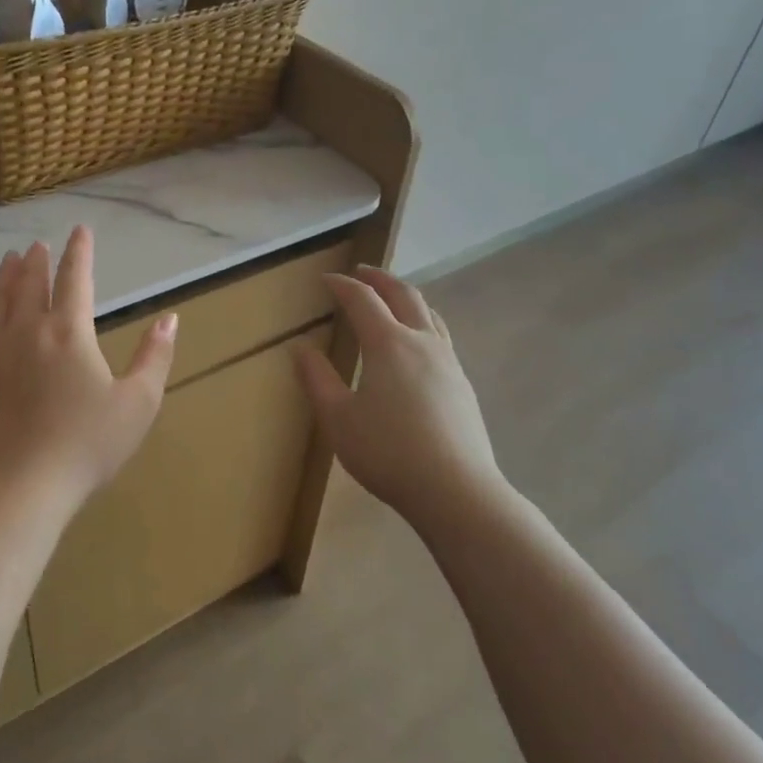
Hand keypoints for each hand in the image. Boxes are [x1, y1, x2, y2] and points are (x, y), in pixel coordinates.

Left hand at [0, 226, 176, 515]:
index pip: (75, 279)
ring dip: (3, 279)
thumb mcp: (138, 403)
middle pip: (31, 285)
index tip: (79, 231)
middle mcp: (28, 332)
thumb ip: (155, 357)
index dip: (79, 252)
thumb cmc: (87, 446)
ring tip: (8, 259)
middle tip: (37, 245)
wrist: (20, 487)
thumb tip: (170, 318)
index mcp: (70, 333)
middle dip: (37, 262)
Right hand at [293, 266, 503, 525]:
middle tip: (361, 272)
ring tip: (391, 298)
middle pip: (404, 295)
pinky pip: (440, 336)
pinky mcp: (462, 384)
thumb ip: (317, 379)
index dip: (342, 285)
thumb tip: (300, 348)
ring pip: (429, 313)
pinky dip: (422, 322)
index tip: (325, 279)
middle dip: (379, 279)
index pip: (362, 299)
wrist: (456, 490)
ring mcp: (448, 362)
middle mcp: (422, 342)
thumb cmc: (388, 452)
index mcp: (388, 344)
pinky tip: (416, 344)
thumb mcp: (338, 419)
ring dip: (406, 297)